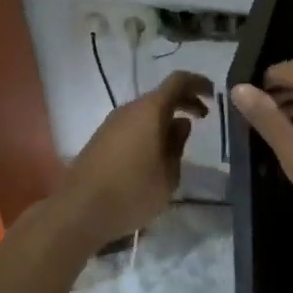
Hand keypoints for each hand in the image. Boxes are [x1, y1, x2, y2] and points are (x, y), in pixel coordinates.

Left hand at [55, 70, 213, 249]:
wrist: (79, 211)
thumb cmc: (132, 192)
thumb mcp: (168, 174)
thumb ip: (178, 144)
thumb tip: (180, 123)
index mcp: (149, 110)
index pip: (178, 81)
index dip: (198, 83)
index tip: (213, 94)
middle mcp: (129, 109)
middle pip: (161, 94)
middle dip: (185, 101)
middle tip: (204, 116)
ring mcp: (112, 123)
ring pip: (146, 110)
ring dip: (166, 117)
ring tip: (181, 139)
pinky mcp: (102, 138)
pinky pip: (133, 123)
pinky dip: (150, 128)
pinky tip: (157, 151)